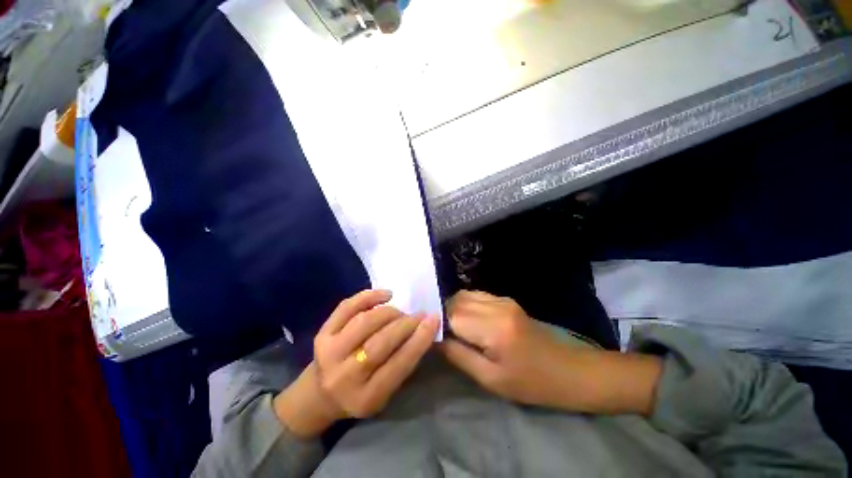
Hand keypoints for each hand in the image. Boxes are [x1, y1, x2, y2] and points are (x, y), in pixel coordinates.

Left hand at [275, 290, 438, 437]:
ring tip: (402, 312)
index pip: (398, 365)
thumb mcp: (384, 395)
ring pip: (363, 323)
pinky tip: (385, 295)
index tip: (433, 321)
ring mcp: (330, 352)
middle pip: (379, 343)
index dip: (418, 341)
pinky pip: (345, 309)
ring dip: (388, 312)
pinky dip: (367, 298)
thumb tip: (422, 333)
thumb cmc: (360, 396)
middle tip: (421, 315)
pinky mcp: (321, 335)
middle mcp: (346, 375)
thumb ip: (401, 368)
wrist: (321, 393)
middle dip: (405, 324)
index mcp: (368, 396)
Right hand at [440, 291, 662, 414]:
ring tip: (453, 335)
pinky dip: (468, 308)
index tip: (429, 341)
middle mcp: (499, 306)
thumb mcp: (490, 379)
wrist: (568, 373)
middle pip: (457, 299)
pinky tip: (470, 328)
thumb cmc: (530, 383)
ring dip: (455, 311)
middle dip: (443, 316)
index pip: (450, 314)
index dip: (436, 326)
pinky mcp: (513, 305)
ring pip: (468, 295)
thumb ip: (459, 356)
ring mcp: (508, 302)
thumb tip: (435, 340)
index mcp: (494, 327)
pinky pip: (481, 298)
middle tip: (439, 339)